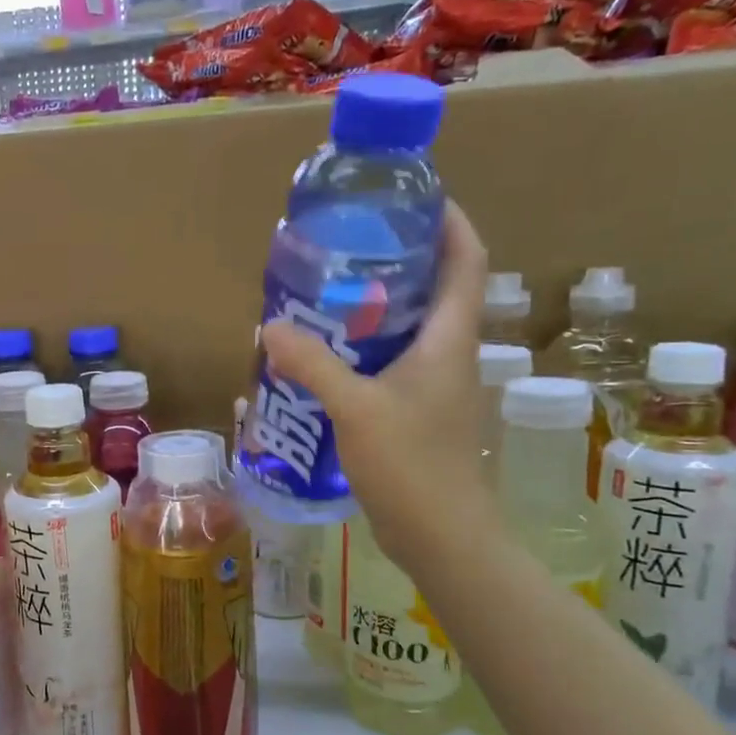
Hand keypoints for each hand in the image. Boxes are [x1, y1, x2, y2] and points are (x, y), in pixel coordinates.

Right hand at [261, 200, 497, 572]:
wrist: (441, 537)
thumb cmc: (412, 465)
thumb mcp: (356, 408)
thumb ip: (313, 365)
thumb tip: (269, 325)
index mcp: (449, 339)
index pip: (466, 260)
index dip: (449, 222)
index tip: (414, 198)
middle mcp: (447, 354)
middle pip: (434, 289)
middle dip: (397, 260)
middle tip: (346, 247)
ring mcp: (433, 386)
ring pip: (408, 328)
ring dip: (374, 308)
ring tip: (325, 295)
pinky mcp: (415, 412)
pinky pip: (389, 364)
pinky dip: (360, 350)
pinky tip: (321, 357)